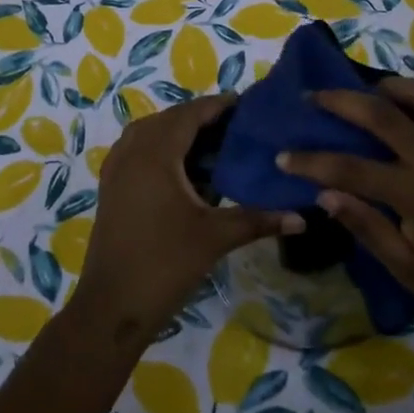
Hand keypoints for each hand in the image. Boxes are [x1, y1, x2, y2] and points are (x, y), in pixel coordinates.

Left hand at [74, 93, 301, 344]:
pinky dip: (160, 147)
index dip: (217, 105)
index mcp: (156, 153)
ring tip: (211, 144)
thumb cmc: (165, 264)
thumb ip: (259, 220)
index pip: (190, 114)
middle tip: (235, 127)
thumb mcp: (215, 237)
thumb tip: (303, 217)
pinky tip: (182, 169)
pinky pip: (137, 149)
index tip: (246, 105)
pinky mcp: (110, 186)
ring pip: (149, 132)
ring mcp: (116, 168)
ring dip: (177, 131)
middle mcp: (132, 151)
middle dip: (200, 117)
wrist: (112, 306)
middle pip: (169, 119)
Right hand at [278, 77, 413, 342]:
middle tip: (313, 97)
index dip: (311, 161)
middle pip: (380, 113)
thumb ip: (365, 225)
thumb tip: (324, 193)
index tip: (282, 156)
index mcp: (413, 191)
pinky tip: (413, 110)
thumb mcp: (404, 267)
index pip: (348, 168)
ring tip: (369, 92)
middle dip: (340, 101)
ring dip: (391, 86)